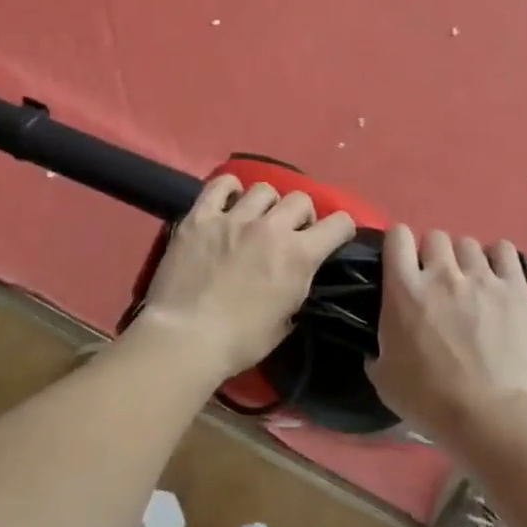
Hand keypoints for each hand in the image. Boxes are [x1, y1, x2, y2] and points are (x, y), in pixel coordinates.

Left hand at [128, 175, 356, 386]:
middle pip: (300, 199)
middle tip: (290, 233)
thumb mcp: (285, 321)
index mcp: (299, 255)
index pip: (339, 223)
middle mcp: (271, 227)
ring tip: (256, 218)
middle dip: (302, 215)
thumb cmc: (240, 341)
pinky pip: (220, 185)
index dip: (341, 229)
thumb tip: (297, 275)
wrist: (185, 338)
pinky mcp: (200, 217)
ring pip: (263, 188)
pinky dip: (229, 189)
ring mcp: (233, 218)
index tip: (335, 237)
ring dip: (267, 204)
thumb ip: (297, 287)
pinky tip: (228, 201)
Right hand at [368, 225, 526, 452]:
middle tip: (438, 281)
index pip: (397, 237)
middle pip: (435, 236)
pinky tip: (496, 276)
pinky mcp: (515, 288)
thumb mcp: (384, 378)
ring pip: (468, 244)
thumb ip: (378, 348)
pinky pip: (504, 250)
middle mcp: (442, 274)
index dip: (399, 245)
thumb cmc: (430, 401)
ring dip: (464, 260)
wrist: (490, 417)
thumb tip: (378, 343)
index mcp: (404, 290)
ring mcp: (481, 278)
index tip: (402, 262)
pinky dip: (497, 258)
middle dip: (433, 254)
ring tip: (470, 283)